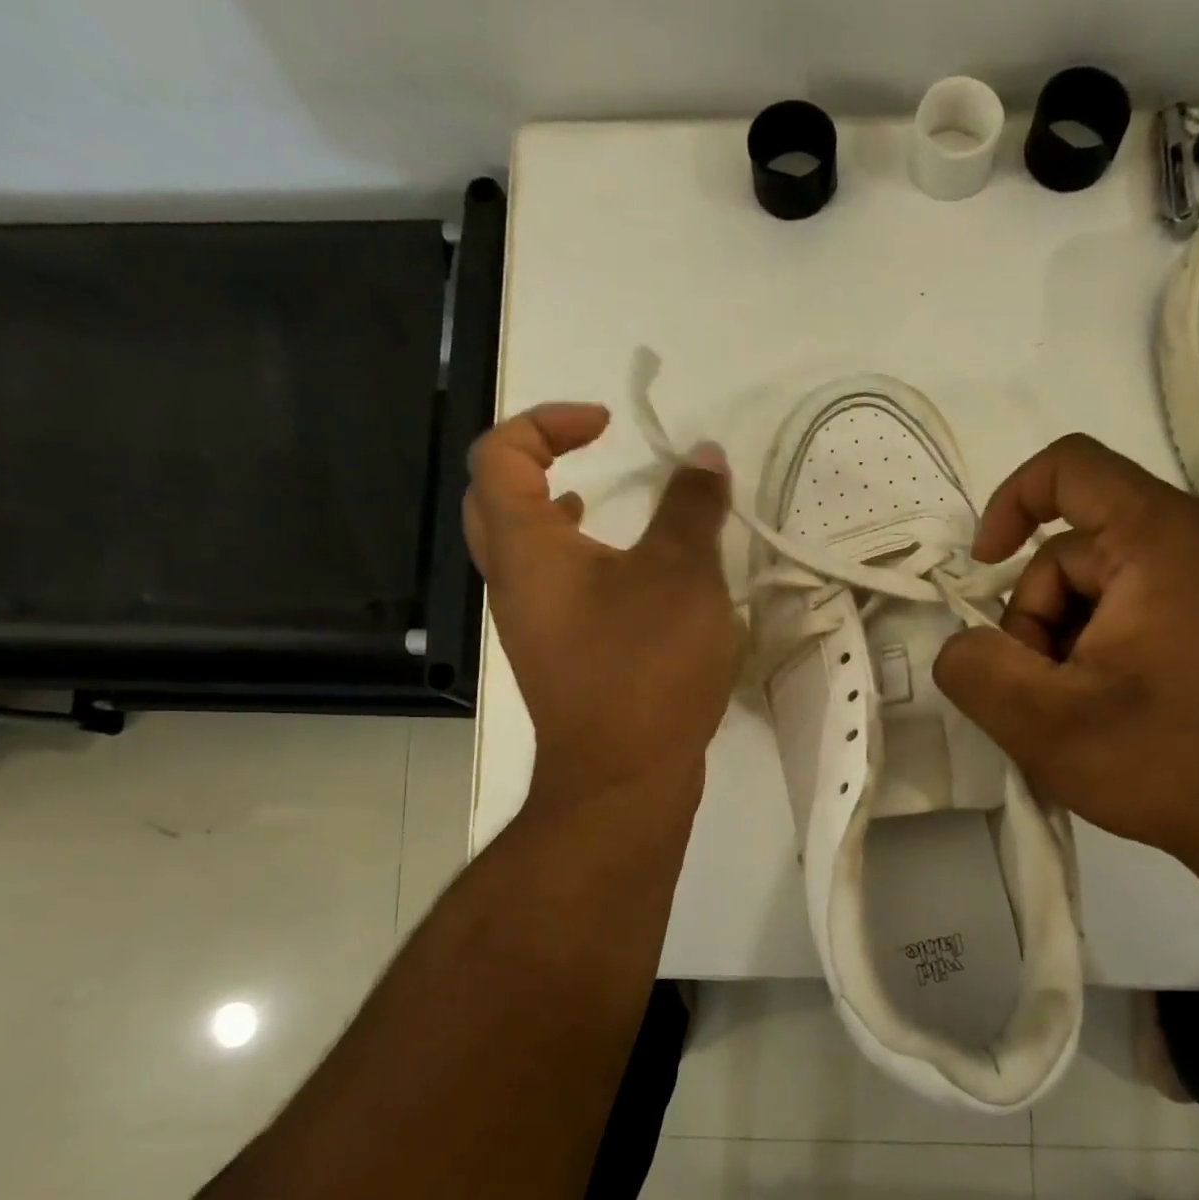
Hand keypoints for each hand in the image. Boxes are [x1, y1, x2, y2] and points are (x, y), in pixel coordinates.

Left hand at [464, 403, 740, 807]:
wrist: (624, 777)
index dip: (547, 421)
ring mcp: (532, 627)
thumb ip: (692, 507)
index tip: (608, 426)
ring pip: (522, 552)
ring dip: (555, 516)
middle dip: (534, 462)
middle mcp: (515, 584)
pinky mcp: (560, 661)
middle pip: (494, 500)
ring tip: (601, 505)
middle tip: (587, 456)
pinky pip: (554, 592)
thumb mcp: (683, 574)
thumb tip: (704, 455)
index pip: (500, 454)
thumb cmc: (646, 666)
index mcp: (527, 548)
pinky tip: (631, 582)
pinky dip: (580, 565)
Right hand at [933, 434, 1198, 882]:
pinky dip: (1096, 646)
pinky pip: (1129, 604)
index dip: (1009, 504)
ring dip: (1063, 640)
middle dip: (1035, 617)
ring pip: (1096, 584)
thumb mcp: (1040, 722)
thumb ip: (972, 667)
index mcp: (1160, 540)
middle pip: (1072, 548)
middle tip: (1044, 690)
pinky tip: (1104, 705)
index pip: (1068, 467)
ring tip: (1076, 707)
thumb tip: (963, 644)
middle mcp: (1197, 539)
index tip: (984, 570)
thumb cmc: (1162, 762)